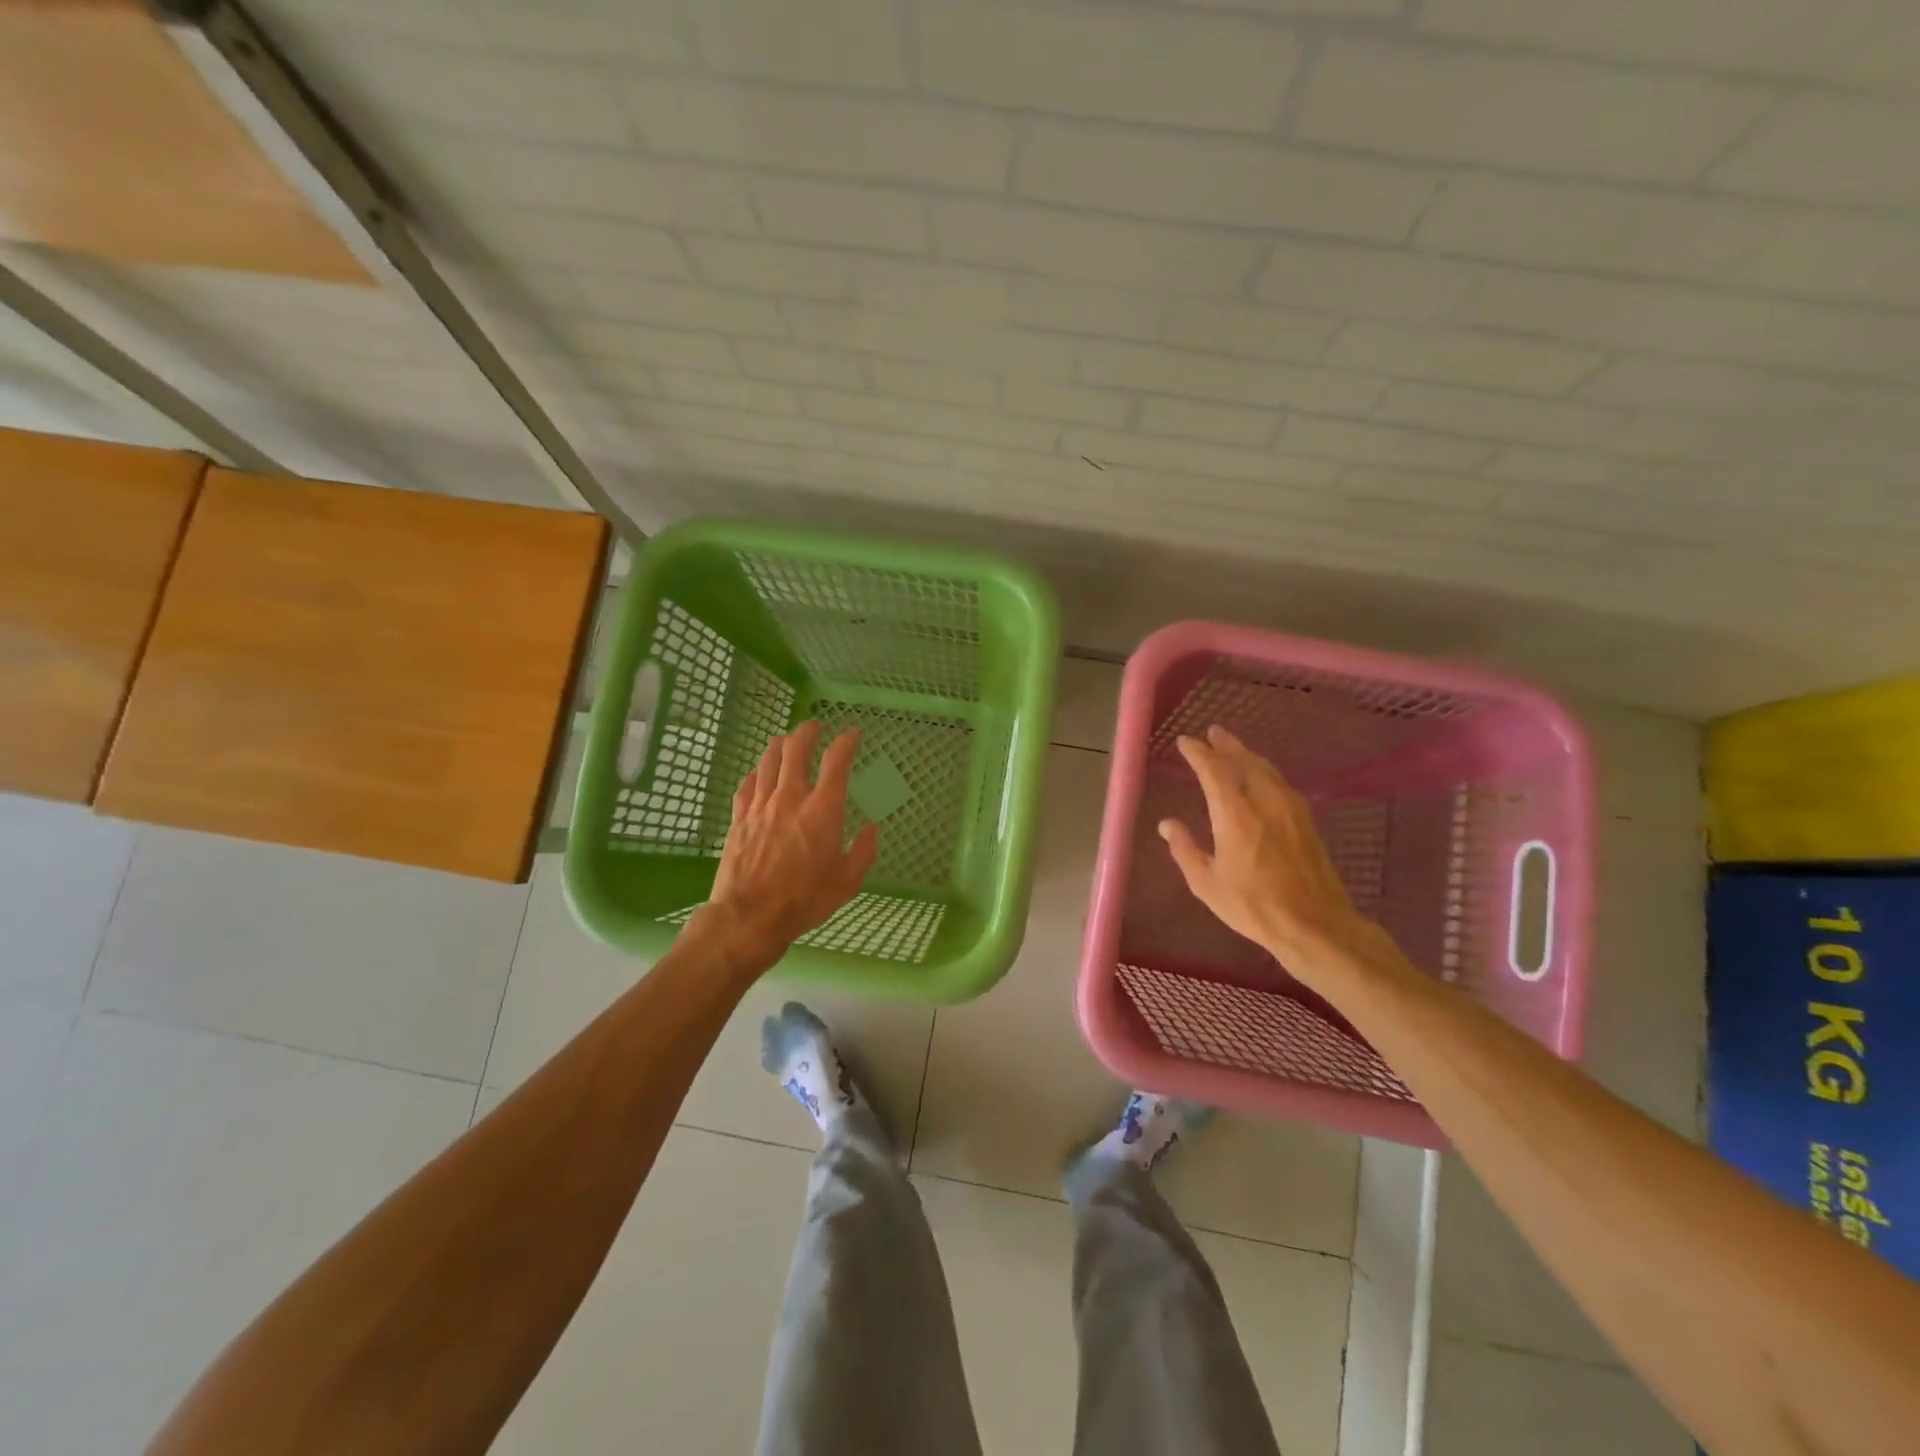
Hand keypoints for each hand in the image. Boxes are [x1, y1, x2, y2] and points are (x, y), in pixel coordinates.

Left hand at [699, 721, 879, 972]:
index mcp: (823, 810)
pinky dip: (756, 772)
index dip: (847, 741)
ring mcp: (761, 805)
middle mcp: (791, 798)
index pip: (837, 760)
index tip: (853, 734)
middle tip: (815, 726)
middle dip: (808, 731)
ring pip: (768, 759)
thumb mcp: (847, 881)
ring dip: (780, 744)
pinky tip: (759, 773)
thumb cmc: (805, 900)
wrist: (750, 917)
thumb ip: (863, 851)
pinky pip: (747, 783)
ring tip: (787, 741)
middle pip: (796, 748)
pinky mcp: (739, 817)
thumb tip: (872, 828)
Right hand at [1158, 725, 1381, 975]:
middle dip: (1226, 745)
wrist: (1315, 925)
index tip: (1185, 742)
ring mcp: (1290, 809)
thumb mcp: (1207, 883)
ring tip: (1233, 748)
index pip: (1214, 770)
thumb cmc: (1254, 906)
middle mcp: (1265, 802)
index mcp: (1236, 815)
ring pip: (1266, 769)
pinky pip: (1280, 782)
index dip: (1198, 753)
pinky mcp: (1307, 820)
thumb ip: (1185, 849)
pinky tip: (1261, 777)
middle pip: (1245, 761)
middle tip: (1213, 732)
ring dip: (1247, 755)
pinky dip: (1264, 771)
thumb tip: (1167, 824)